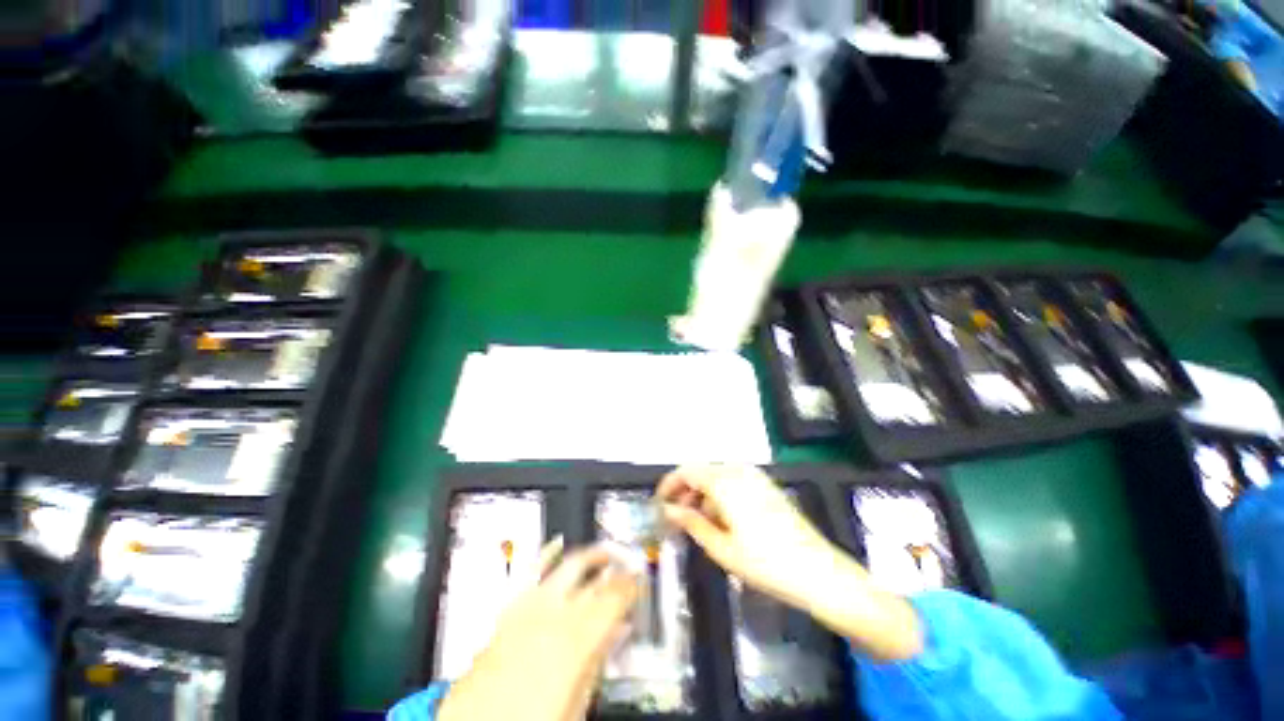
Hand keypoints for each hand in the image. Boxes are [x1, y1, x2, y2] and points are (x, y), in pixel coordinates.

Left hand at [437, 539, 640, 720]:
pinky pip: (531, 570)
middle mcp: (553, 614)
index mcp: (575, 639)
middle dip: (616, 568)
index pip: (614, 596)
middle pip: (595, 578)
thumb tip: (618, 632)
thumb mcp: (577, 703)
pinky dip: (546, 553)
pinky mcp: (510, 609)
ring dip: (590, 556)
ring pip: (568, 565)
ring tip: (604, 552)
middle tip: (629, 565)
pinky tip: (556, 544)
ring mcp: (529, 607)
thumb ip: (599, 660)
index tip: (640, 581)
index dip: (632, 585)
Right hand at [657, 465, 922, 660]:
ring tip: (696, 522)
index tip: (658, 501)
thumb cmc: (765, 563)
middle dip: (685, 491)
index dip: (669, 484)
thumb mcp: (721, 547)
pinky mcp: (767, 487)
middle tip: (675, 516)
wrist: (818, 572)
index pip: (687, 471)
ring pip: (718, 477)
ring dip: (702, 494)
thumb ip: (691, 523)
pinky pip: (734, 482)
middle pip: (702, 471)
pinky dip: (720, 495)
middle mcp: (739, 471)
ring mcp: (756, 477)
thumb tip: (668, 510)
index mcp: (725, 482)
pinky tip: (721, 519)